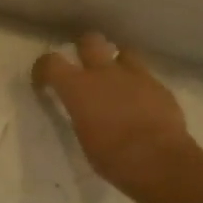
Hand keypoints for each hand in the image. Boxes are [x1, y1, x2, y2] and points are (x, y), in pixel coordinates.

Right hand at [33, 33, 195, 198]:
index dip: (43, 68)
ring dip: (117, 62)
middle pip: (90, 41)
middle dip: (85, 48)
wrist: (159, 161)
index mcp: (78, 88)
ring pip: (124, 51)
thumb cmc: (113, 158)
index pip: (51, 62)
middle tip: (85, 66)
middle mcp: (104, 73)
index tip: (44, 80)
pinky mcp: (159, 86)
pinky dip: (139, 84)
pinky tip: (142, 102)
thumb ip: (82, 115)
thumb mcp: (84, 138)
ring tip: (118, 79)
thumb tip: (85, 111)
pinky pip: (146, 76)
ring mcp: (135, 76)